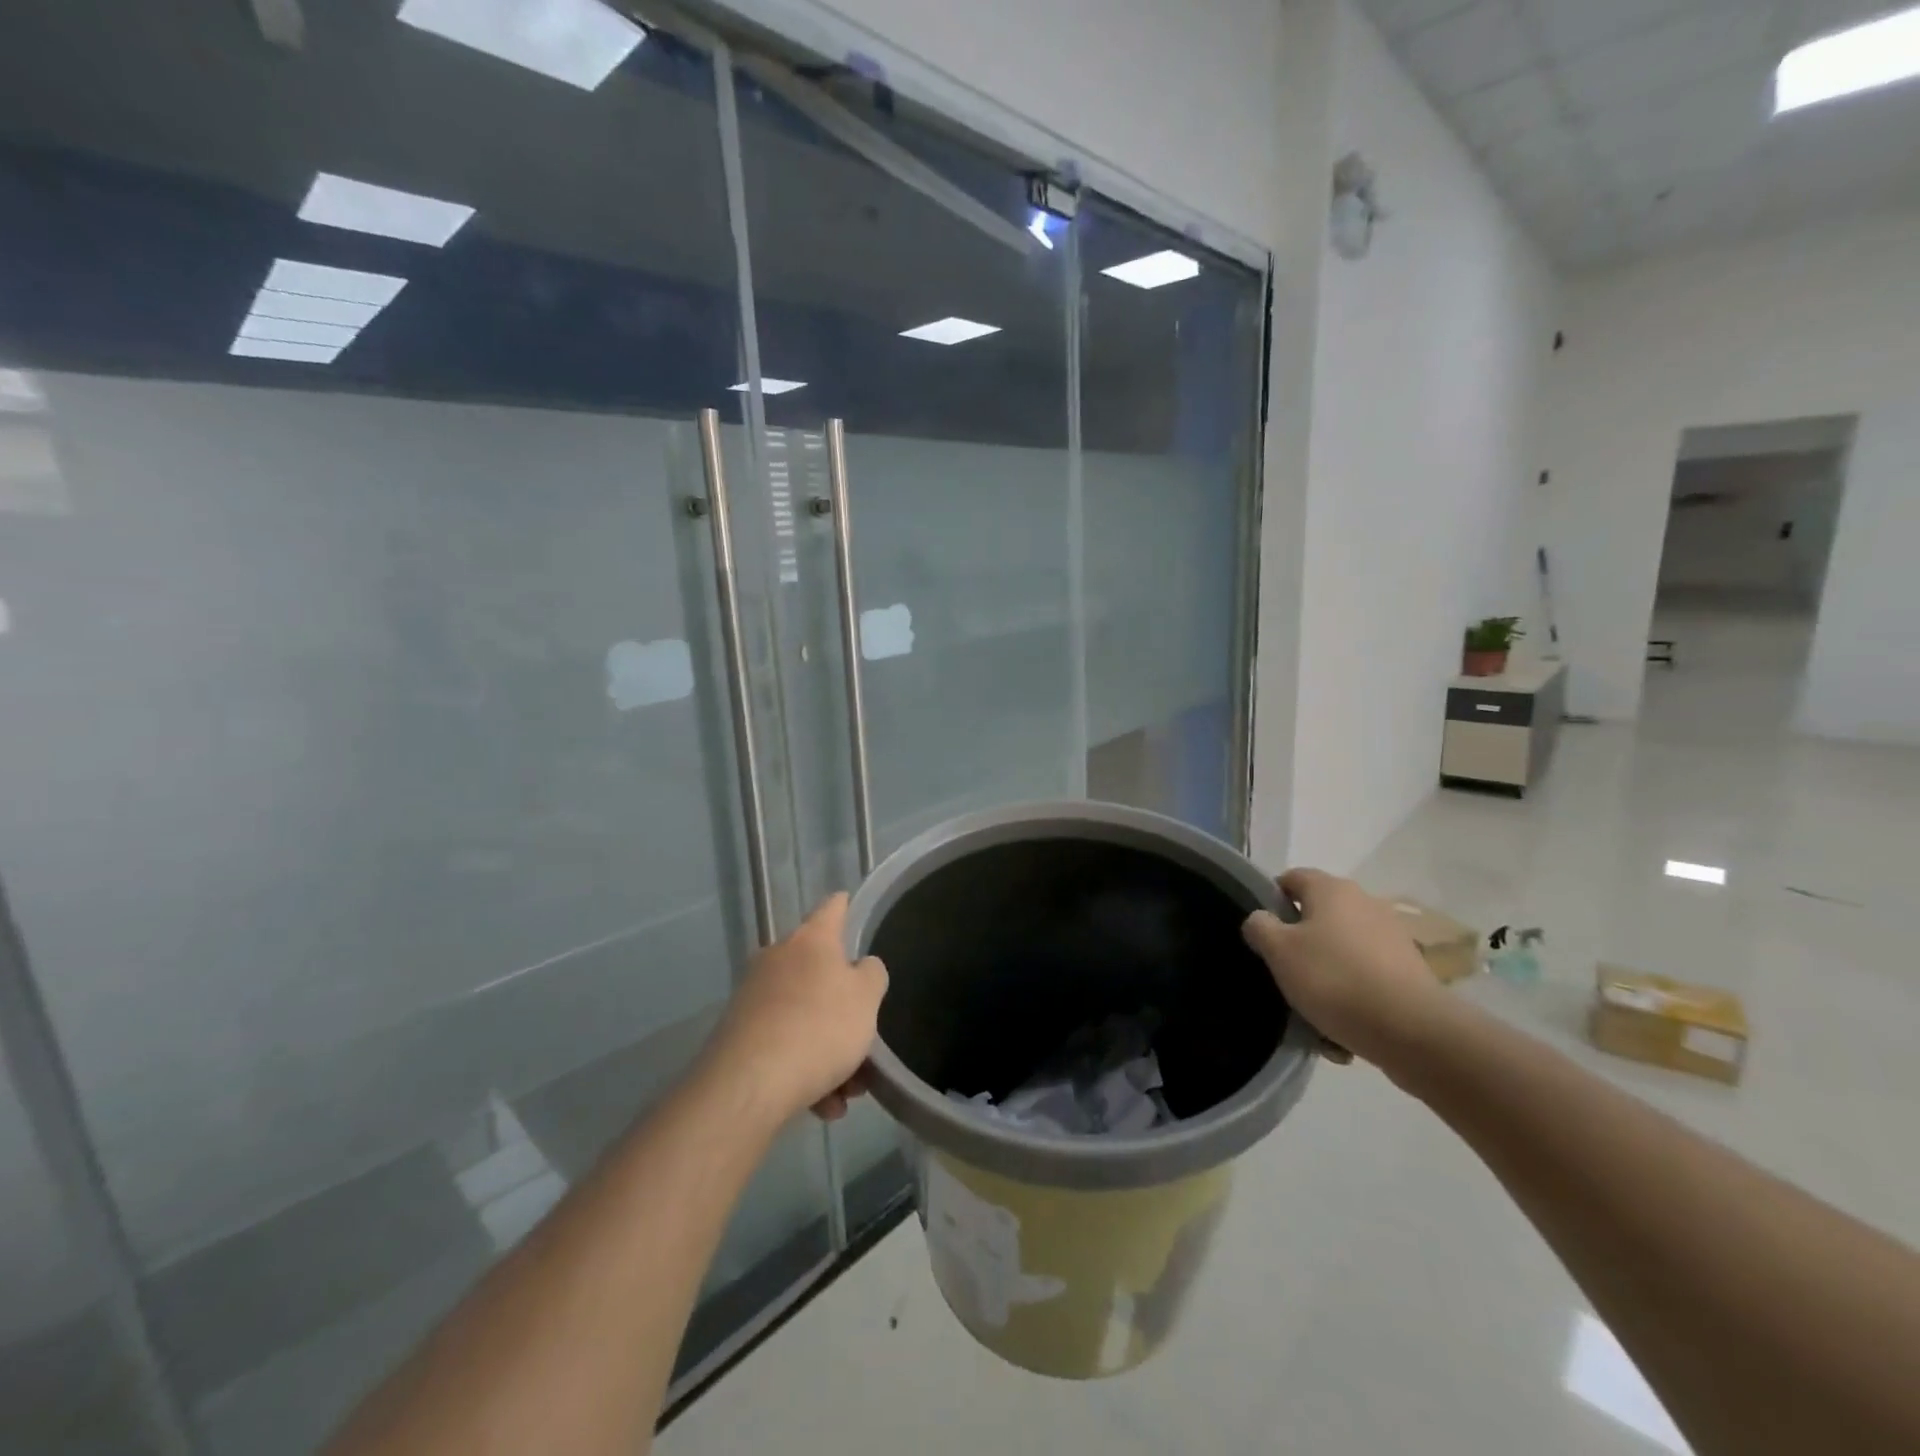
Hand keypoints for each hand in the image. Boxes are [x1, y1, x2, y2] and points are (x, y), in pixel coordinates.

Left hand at [706, 893, 888, 1123]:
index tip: (853, 906)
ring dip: (830, 1050)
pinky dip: (806, 1069)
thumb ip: (872, 975)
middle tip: (865, 1040)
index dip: (847, 906)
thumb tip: (860, 967)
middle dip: (845, 1008)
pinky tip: (822, 1105)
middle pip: (820, 973)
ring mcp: (754, 996)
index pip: (833, 908)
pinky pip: (784, 1044)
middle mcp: (778, 958)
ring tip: (846, 1093)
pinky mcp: (739, 1034)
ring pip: (805, 1016)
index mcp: (811, 940)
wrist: (748, 1085)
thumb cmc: (819, 1027)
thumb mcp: (866, 998)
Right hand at [1241, 869, 1455, 1074]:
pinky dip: (1352, 993)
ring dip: (1326, 971)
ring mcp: (1391, 935)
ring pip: (1342, 948)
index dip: (1271, 899)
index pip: (1291, 878)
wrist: (1413, 1030)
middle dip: (1299, 941)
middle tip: (1283, 971)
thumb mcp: (1279, 952)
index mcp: (1331, 889)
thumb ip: (1260, 927)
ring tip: (1313, 1008)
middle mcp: (1364, 902)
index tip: (1262, 932)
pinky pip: (1366, 975)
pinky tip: (1342, 1026)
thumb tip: (1261, 918)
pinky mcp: (1409, 969)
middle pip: (1318, 915)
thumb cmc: (1334, 979)